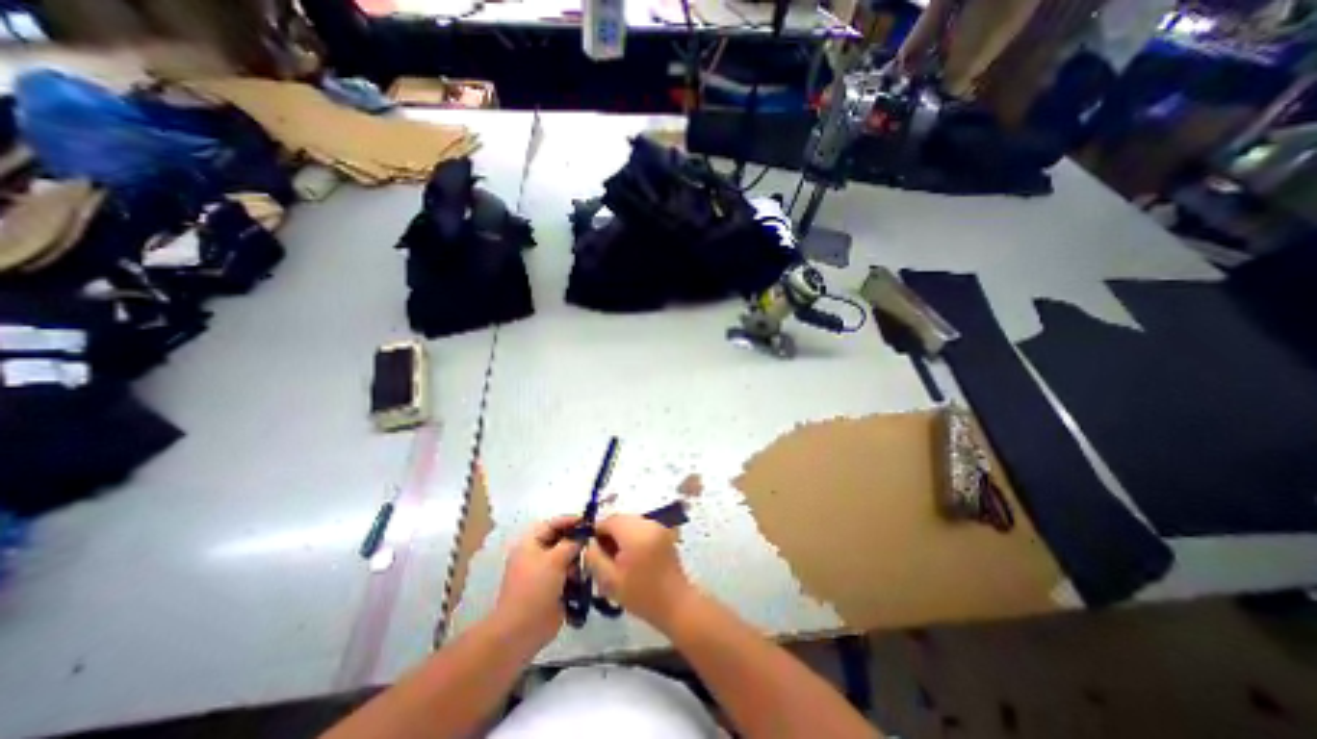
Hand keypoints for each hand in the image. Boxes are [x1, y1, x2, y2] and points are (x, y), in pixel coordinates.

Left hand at [491, 517, 578, 648]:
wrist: (521, 630)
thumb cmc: (535, 588)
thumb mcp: (555, 559)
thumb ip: (571, 543)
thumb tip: (583, 536)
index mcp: (530, 544)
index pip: (552, 524)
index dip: (570, 521)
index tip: (589, 522)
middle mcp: (537, 555)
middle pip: (561, 540)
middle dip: (576, 542)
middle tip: (594, 543)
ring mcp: (544, 573)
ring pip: (567, 558)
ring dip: (578, 560)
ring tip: (586, 566)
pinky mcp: (552, 588)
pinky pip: (568, 574)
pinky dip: (577, 575)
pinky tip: (585, 578)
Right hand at [583, 513, 692, 627]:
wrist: (676, 604)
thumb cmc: (641, 595)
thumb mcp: (610, 580)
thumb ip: (594, 557)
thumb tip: (589, 542)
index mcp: (635, 533)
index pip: (610, 520)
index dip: (597, 532)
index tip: (593, 550)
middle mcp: (648, 524)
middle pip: (621, 519)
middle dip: (609, 533)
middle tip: (604, 556)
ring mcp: (658, 526)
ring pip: (631, 522)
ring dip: (621, 535)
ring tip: (618, 559)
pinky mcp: (663, 532)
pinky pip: (641, 527)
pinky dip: (633, 536)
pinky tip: (632, 557)